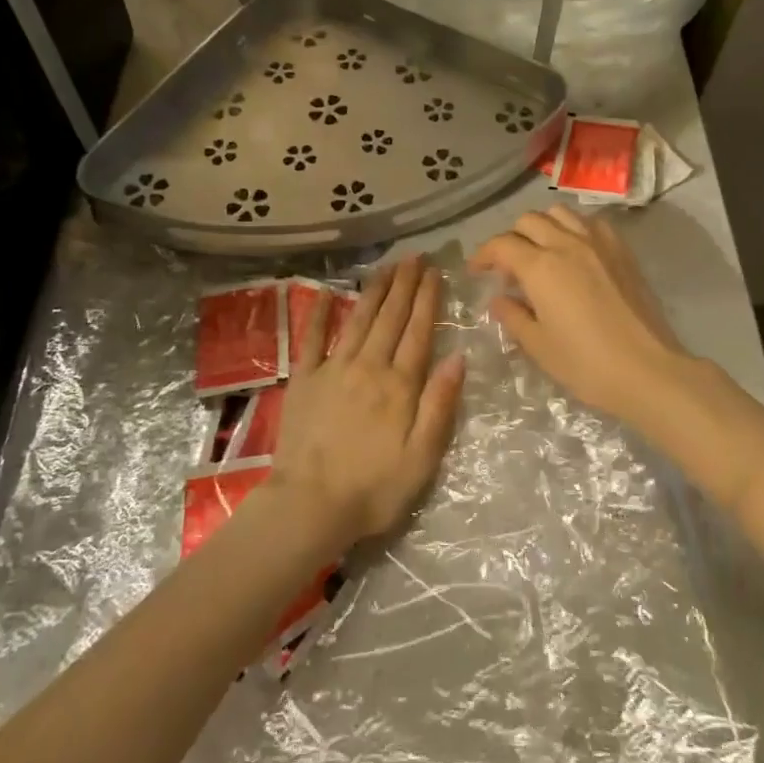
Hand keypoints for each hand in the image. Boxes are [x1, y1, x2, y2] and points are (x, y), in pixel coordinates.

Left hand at [267, 256, 464, 549]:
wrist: (310, 505)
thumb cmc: (374, 488)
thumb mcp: (422, 457)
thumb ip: (440, 404)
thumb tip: (459, 357)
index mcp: (399, 384)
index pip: (419, 331)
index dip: (428, 299)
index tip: (435, 272)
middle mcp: (369, 366)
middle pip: (390, 317)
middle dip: (405, 284)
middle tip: (415, 256)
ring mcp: (333, 368)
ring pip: (359, 319)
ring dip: (374, 289)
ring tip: (387, 266)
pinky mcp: (304, 379)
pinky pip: (313, 338)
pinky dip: (321, 313)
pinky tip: (329, 292)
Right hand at [470, 207, 687, 422]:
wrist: (648, 370)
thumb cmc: (587, 364)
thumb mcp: (539, 346)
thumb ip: (514, 317)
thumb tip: (500, 300)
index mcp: (541, 267)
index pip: (501, 245)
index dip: (483, 255)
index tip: (476, 271)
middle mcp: (567, 244)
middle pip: (528, 221)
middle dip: (511, 238)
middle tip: (508, 267)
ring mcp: (598, 243)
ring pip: (560, 213)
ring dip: (542, 227)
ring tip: (541, 252)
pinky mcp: (622, 251)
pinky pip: (591, 223)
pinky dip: (574, 228)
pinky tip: (576, 252)